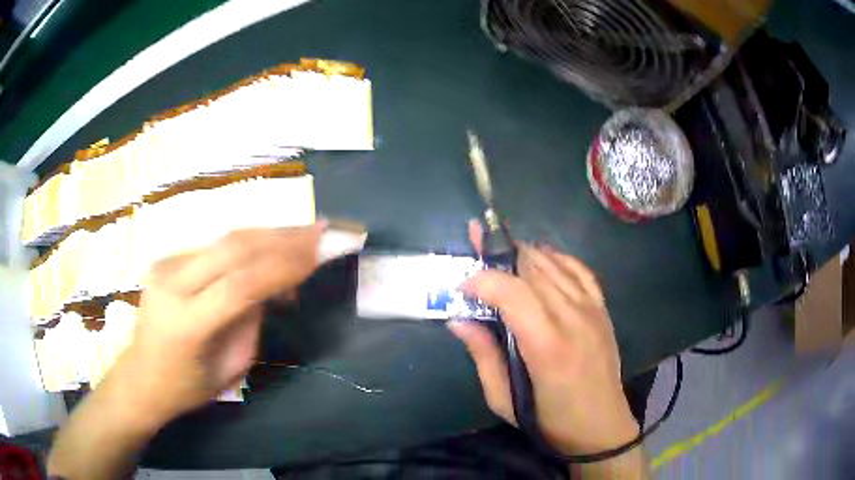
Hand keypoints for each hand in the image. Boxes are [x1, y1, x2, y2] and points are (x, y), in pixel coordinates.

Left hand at [116, 225, 323, 424]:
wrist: (140, 376)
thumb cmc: (188, 387)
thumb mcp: (231, 367)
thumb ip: (251, 322)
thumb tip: (275, 285)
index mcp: (186, 323)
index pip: (241, 284)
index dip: (285, 265)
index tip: (324, 252)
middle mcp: (171, 284)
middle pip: (233, 247)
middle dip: (284, 236)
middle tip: (324, 230)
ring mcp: (164, 265)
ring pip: (225, 239)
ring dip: (269, 235)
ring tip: (305, 234)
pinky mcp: (165, 258)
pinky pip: (214, 247)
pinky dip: (247, 247)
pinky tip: (268, 252)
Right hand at [448, 221, 638, 456]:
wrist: (600, 426)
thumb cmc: (549, 420)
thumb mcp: (504, 401)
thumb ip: (483, 356)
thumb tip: (458, 320)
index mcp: (546, 345)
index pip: (511, 291)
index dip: (482, 280)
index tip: (461, 287)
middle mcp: (572, 318)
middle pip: (532, 267)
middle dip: (498, 256)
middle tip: (476, 256)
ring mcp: (591, 309)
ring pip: (554, 263)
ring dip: (523, 254)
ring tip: (500, 259)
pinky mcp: (602, 308)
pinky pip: (579, 269)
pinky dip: (556, 257)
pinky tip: (540, 258)